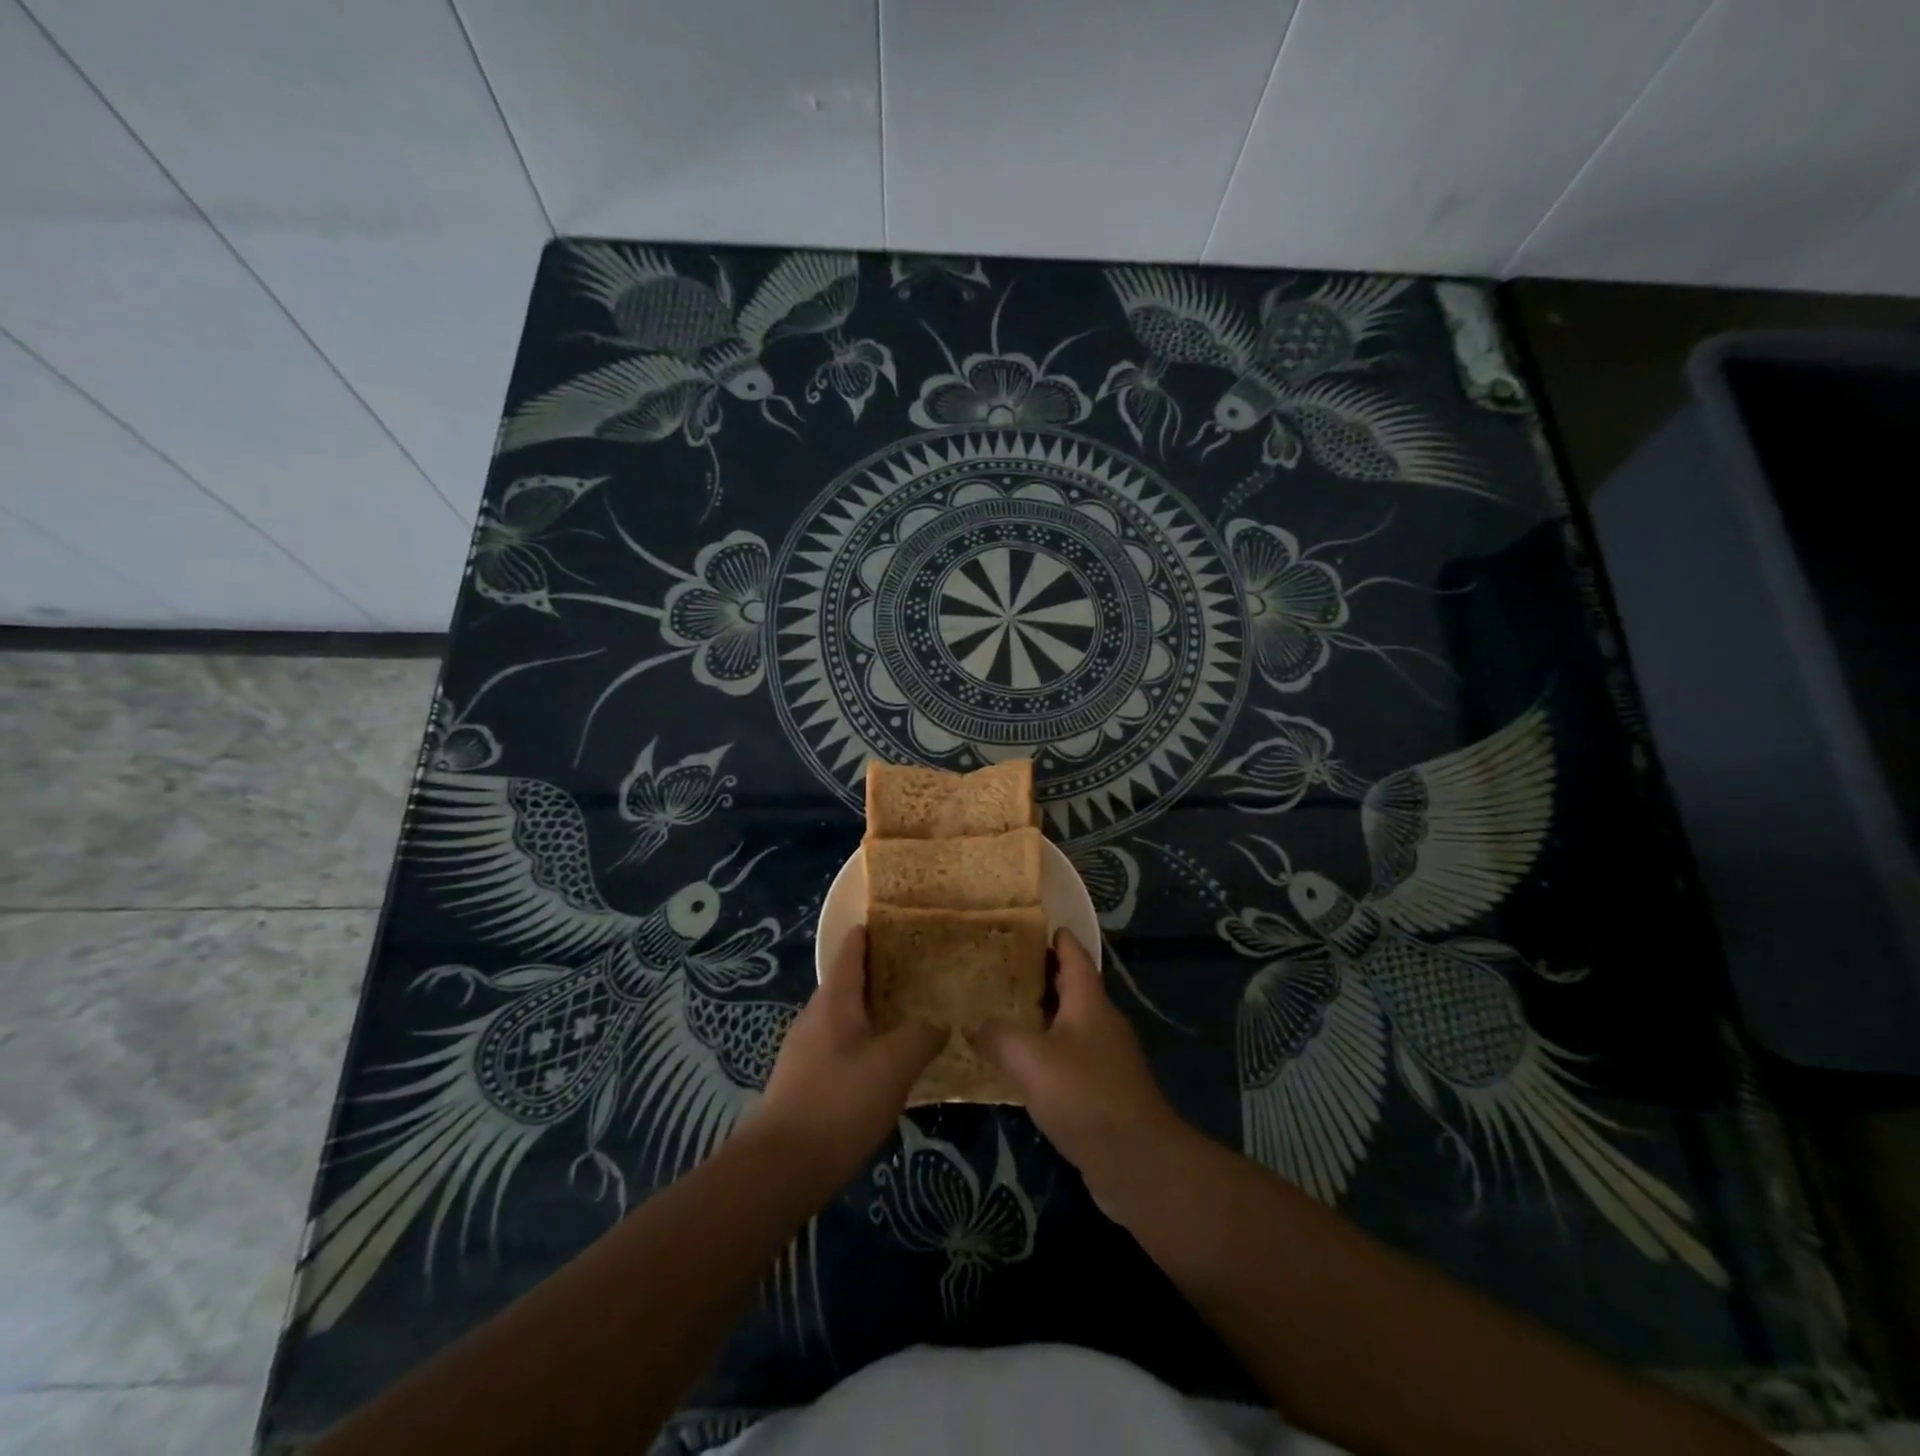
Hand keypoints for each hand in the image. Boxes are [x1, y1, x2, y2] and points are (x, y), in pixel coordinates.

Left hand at [751, 926, 944, 1185]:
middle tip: (922, 973)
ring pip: (845, 1018)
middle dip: (882, 974)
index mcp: (834, 1000)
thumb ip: (922, 1035)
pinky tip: (887, 1066)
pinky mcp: (804, 1083)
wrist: (780, 1169)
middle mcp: (815, 1017)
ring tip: (912, 1017)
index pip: (851, 950)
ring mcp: (805, 1051)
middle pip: (849, 983)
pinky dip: (865, 1043)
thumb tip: (940, 1020)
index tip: (900, 923)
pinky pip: (840, 1048)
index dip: (872, 932)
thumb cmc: (839, 1103)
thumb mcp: (894, 1065)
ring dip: (874, 1012)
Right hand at [969, 929, 1190, 1219]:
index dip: (1055, 938)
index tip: (1029, 924)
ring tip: (1000, 1012)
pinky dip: (1046, 1053)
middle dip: (1039, 976)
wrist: (1137, 1163)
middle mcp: (1101, 1023)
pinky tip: (1020, 1066)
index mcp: (1089, 1003)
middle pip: (1070, 988)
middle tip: (998, 969)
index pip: (1074, 956)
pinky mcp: (1104, 1092)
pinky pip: (1069, 1059)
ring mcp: (1106, 1059)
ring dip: (1040, 1017)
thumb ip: (998, 1036)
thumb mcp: (1031, 1059)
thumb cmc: (1085, 1096)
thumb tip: (974, 1024)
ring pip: (1069, 1025)